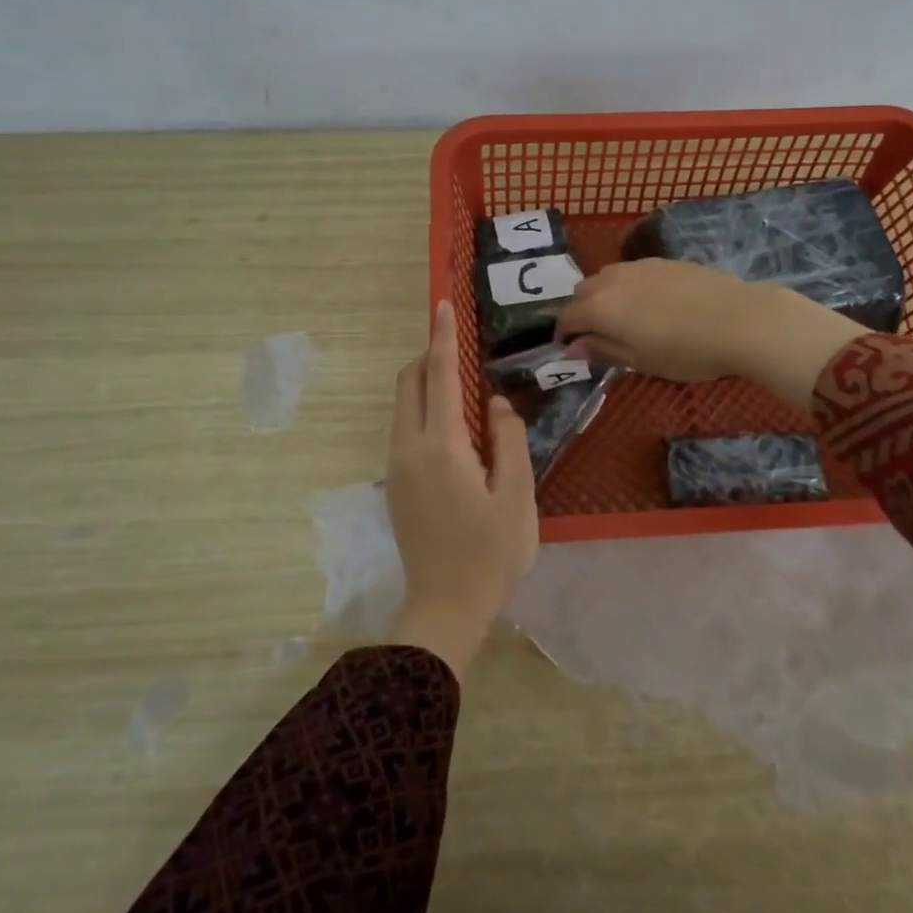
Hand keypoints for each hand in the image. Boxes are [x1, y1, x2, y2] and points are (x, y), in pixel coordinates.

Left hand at [385, 300, 538, 676]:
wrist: (446, 606)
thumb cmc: (491, 553)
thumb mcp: (517, 496)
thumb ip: (509, 440)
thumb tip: (495, 403)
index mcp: (442, 446)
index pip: (439, 376)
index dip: (442, 337)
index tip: (442, 305)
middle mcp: (409, 447)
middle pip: (409, 383)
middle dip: (430, 357)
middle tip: (462, 353)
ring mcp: (397, 466)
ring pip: (403, 406)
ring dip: (426, 386)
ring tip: (465, 394)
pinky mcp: (395, 483)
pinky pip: (404, 428)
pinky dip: (423, 411)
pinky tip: (454, 433)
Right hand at [554, 258, 868, 410]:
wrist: (741, 319)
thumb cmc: (686, 351)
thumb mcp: (640, 361)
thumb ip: (602, 350)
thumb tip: (572, 348)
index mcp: (600, 307)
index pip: (567, 318)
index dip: (563, 335)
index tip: (569, 350)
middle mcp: (612, 280)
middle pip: (582, 292)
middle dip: (580, 312)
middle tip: (596, 335)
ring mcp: (639, 266)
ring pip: (606, 277)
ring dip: (602, 295)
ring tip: (622, 318)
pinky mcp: (664, 261)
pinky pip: (631, 272)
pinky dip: (626, 286)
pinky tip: (649, 303)